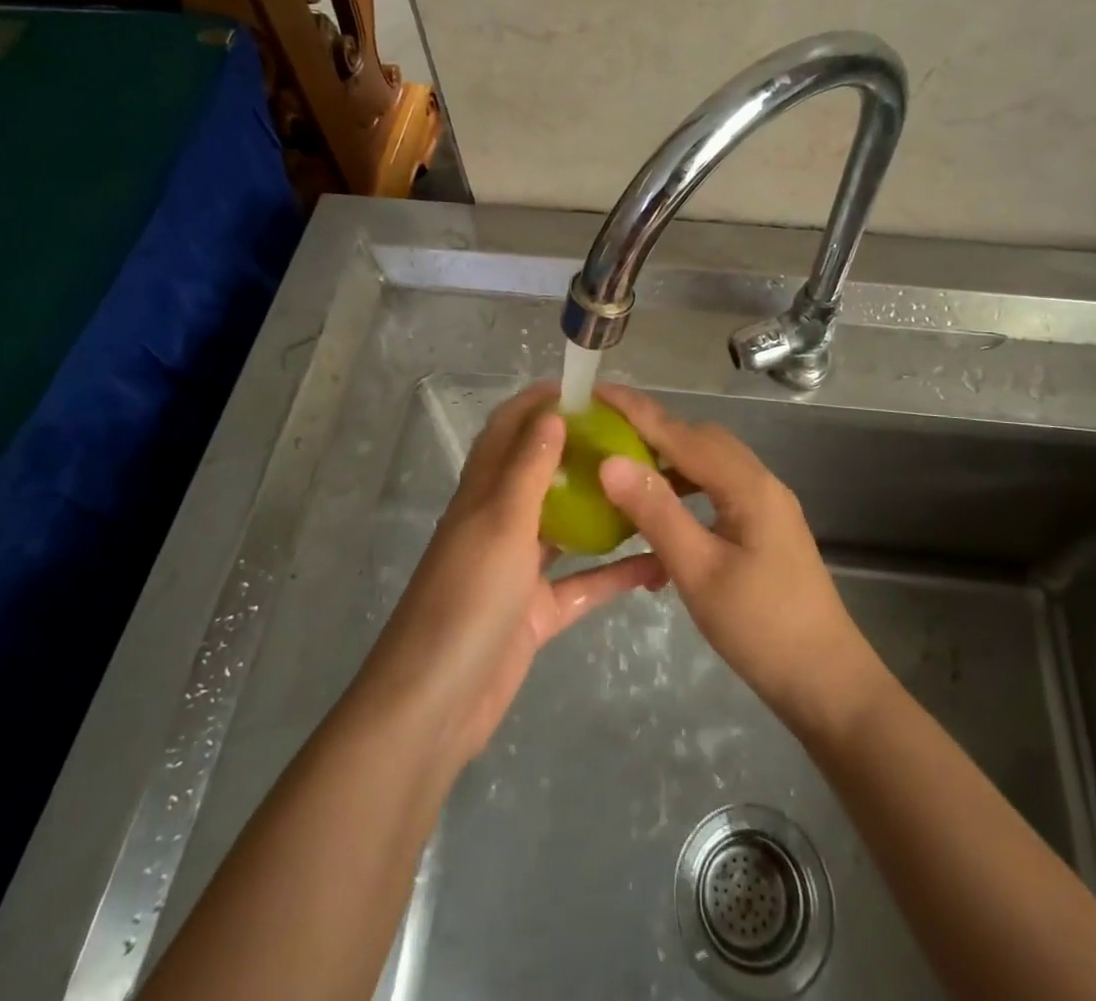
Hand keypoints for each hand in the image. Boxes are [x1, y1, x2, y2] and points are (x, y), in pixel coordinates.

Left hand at [352, 383, 665, 765]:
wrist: (436, 704)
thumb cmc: (466, 598)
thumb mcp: (500, 523)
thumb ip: (527, 468)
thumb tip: (551, 413)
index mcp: (483, 492)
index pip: (510, 429)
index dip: (541, 403)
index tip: (589, 390)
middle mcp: (501, 522)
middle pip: (544, 473)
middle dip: (583, 451)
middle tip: (637, 438)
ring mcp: (519, 569)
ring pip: (569, 527)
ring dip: (605, 510)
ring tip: (654, 489)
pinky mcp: (537, 612)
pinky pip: (583, 584)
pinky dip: (616, 575)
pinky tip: (660, 564)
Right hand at [595, 384, 886, 738]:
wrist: (827, 683)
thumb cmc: (761, 628)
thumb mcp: (699, 571)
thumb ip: (656, 512)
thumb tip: (610, 462)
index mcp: (747, 485)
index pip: (682, 433)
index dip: (637, 410)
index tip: (597, 391)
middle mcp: (760, 483)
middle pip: (700, 440)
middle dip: (652, 431)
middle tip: (605, 434)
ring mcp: (767, 505)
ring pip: (710, 466)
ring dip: (669, 464)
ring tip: (626, 476)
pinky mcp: (766, 528)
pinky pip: (718, 492)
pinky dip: (686, 494)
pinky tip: (662, 522)